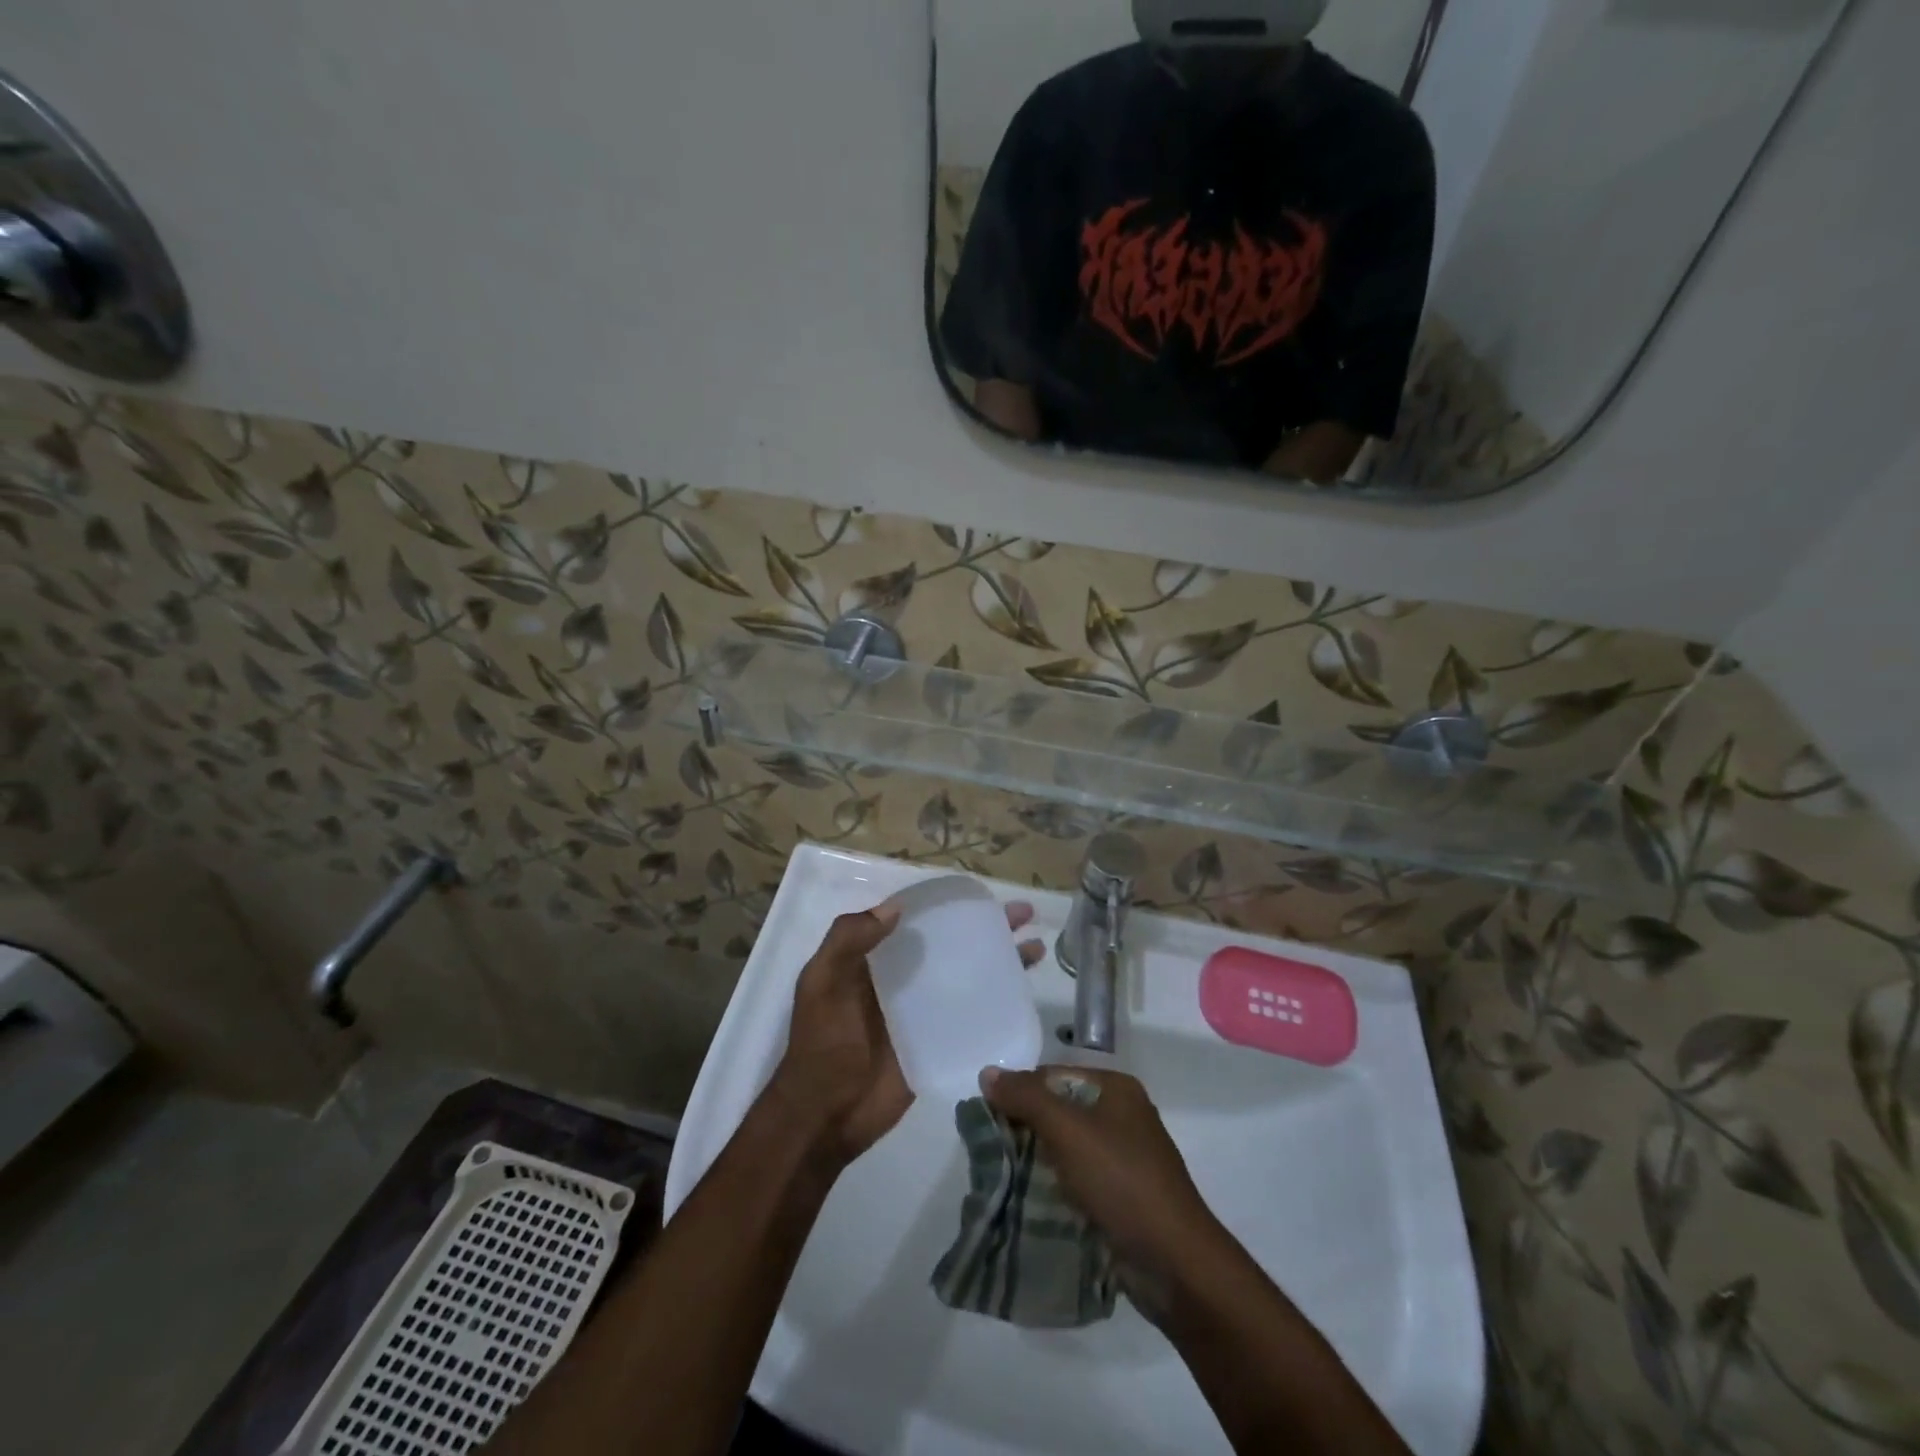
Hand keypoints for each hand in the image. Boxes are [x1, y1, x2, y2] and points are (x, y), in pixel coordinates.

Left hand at [771, 899, 1044, 1165]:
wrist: (826, 1117)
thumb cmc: (822, 1045)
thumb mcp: (821, 984)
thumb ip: (847, 941)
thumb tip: (895, 909)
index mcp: (872, 960)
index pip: (915, 921)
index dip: (947, 906)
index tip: (980, 896)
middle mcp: (901, 979)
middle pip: (949, 945)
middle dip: (985, 928)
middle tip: (1022, 914)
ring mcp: (922, 1011)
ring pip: (965, 976)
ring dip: (998, 961)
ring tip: (1035, 949)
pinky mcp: (937, 1042)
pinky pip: (969, 1015)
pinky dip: (994, 1003)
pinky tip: (1023, 996)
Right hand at [979, 1066, 1223, 1292]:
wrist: (1175, 1264)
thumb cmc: (1122, 1181)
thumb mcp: (1068, 1131)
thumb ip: (1026, 1099)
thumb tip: (987, 1073)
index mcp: (1116, 1089)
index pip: (1053, 1076)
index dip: (1020, 1092)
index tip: (988, 1120)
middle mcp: (1123, 1116)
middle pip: (1059, 1111)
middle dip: (1026, 1129)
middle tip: (991, 1152)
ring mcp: (1125, 1159)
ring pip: (1067, 1149)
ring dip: (1037, 1162)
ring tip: (1002, 1179)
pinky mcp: (1123, 1198)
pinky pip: (1078, 1181)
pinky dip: (1055, 1188)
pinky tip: (1030, 1203)